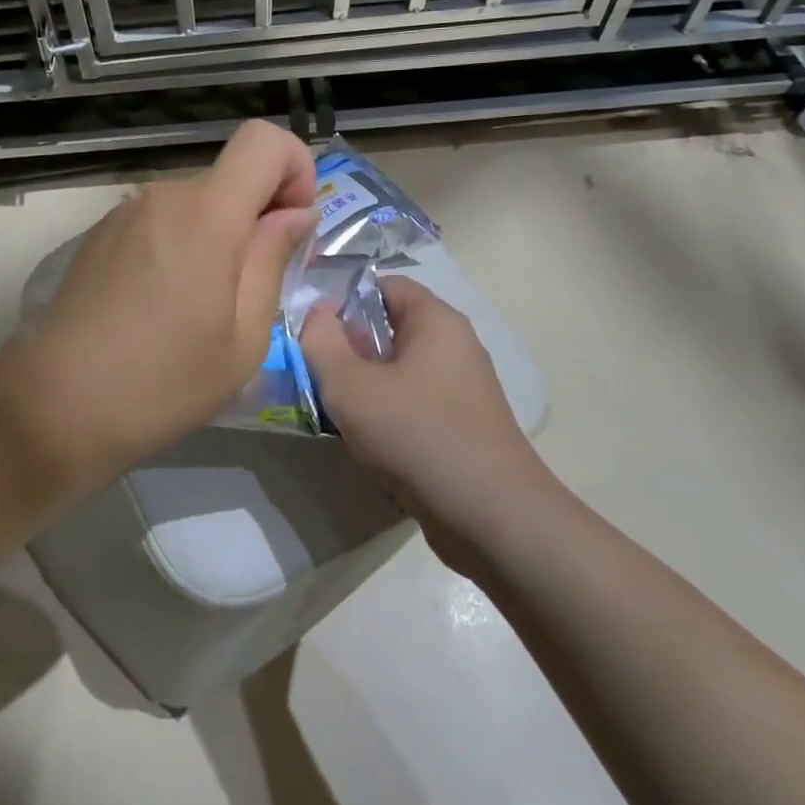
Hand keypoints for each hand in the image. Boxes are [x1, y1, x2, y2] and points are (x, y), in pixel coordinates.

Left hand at [9, 120, 316, 485]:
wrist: (54, 405)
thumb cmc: (162, 382)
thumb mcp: (243, 337)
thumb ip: (272, 260)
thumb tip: (295, 214)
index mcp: (206, 214)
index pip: (263, 139)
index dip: (294, 168)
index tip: (291, 224)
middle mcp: (163, 195)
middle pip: (231, 176)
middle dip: (256, 215)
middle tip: (251, 287)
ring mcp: (125, 212)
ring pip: (196, 201)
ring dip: (217, 234)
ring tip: (202, 305)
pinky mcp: (101, 233)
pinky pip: (161, 220)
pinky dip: (180, 244)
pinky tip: (161, 304)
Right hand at [300, 277, 549, 573]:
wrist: (492, 519)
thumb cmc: (418, 436)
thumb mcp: (351, 387)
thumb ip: (322, 342)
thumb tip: (317, 313)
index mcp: (436, 320)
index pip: (383, 284)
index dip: (343, 298)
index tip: (311, 326)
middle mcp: (454, 345)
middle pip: (389, 327)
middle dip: (349, 345)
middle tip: (315, 369)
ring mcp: (462, 387)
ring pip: (398, 369)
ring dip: (364, 384)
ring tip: (333, 407)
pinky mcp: (462, 425)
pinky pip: (413, 402)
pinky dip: (386, 412)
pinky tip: (365, 439)